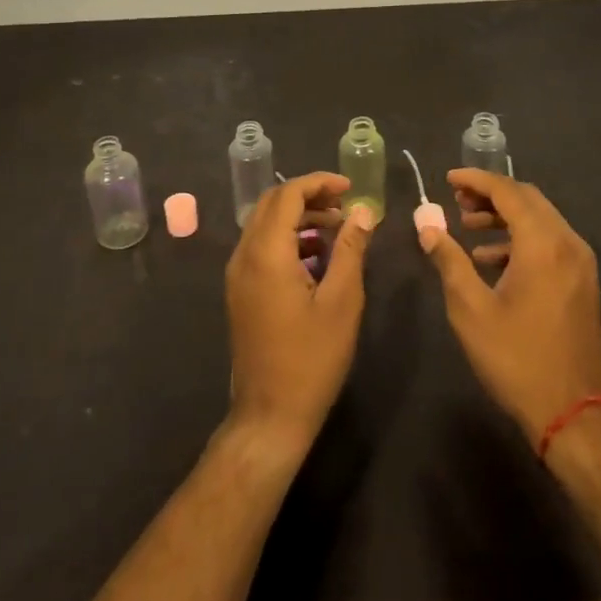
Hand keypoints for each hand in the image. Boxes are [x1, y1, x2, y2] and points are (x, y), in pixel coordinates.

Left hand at [225, 172, 374, 457]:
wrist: (269, 417)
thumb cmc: (311, 359)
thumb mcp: (341, 301)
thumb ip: (351, 249)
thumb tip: (363, 211)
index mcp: (266, 253)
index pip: (287, 195)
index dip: (319, 183)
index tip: (350, 188)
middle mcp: (244, 256)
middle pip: (272, 204)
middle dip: (309, 196)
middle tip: (345, 205)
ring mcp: (238, 275)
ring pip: (265, 225)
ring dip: (300, 218)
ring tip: (338, 229)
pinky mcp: (240, 292)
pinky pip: (261, 247)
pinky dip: (289, 239)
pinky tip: (319, 257)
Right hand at [419, 168, 600, 445]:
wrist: (574, 414)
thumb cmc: (517, 359)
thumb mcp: (471, 309)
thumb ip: (448, 260)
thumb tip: (426, 225)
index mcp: (542, 243)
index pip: (508, 191)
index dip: (476, 179)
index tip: (448, 179)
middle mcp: (567, 242)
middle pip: (527, 199)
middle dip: (490, 194)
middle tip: (456, 201)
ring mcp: (579, 262)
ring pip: (539, 219)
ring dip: (504, 216)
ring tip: (467, 225)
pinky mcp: (581, 281)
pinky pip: (549, 242)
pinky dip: (520, 239)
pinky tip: (490, 261)